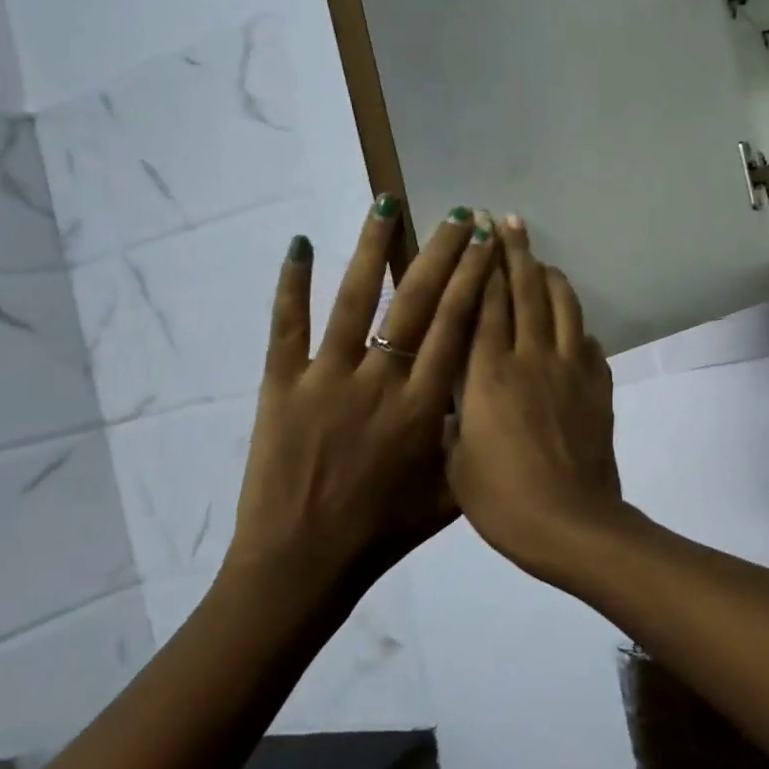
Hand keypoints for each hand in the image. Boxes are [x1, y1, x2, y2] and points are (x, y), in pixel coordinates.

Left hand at [221, 195, 495, 637]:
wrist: (301, 564)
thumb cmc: (382, 533)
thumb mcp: (448, 493)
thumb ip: (470, 443)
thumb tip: (488, 399)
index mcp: (424, 406)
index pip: (456, 327)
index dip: (474, 280)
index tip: (488, 245)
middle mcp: (380, 381)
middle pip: (416, 302)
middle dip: (442, 253)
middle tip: (459, 215)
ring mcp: (325, 379)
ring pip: (353, 300)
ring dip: (373, 249)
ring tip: (387, 204)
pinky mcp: (280, 387)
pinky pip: (285, 327)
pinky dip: (290, 284)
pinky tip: (298, 244)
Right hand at [448, 217, 623, 576]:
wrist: (568, 522)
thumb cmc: (500, 499)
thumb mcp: (454, 461)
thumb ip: (454, 418)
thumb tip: (455, 396)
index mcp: (487, 374)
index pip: (484, 304)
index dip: (482, 265)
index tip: (479, 232)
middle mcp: (531, 358)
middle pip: (526, 293)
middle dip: (517, 253)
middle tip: (511, 221)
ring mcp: (571, 370)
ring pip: (563, 308)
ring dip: (552, 278)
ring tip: (542, 260)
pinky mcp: (599, 387)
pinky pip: (589, 344)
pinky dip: (579, 326)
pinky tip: (574, 324)